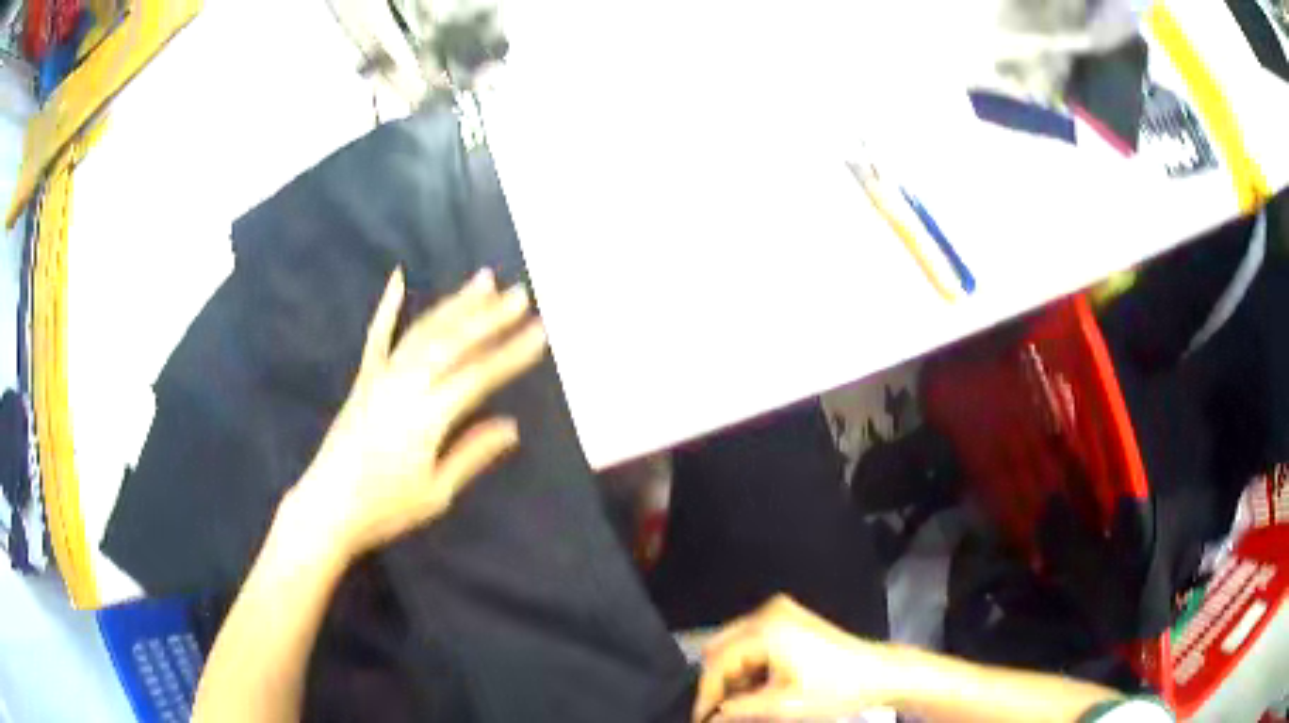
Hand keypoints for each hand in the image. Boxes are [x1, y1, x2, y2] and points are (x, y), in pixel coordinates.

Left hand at [290, 267, 547, 562]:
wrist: (327, 506)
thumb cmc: (384, 509)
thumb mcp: (436, 492)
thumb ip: (472, 453)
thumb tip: (512, 426)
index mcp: (427, 416)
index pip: (478, 376)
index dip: (511, 353)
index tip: (540, 331)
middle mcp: (405, 386)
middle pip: (453, 342)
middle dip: (489, 316)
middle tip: (520, 293)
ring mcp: (381, 378)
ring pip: (424, 331)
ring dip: (455, 304)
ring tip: (483, 280)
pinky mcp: (363, 379)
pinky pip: (377, 336)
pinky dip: (388, 306)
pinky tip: (399, 279)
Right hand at [694, 595, 905, 721]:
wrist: (879, 673)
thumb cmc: (836, 688)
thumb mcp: (783, 705)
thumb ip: (739, 710)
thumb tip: (709, 718)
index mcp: (767, 630)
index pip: (718, 661)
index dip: (706, 693)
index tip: (702, 718)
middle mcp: (769, 612)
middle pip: (721, 647)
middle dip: (718, 681)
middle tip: (722, 711)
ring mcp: (781, 611)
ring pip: (735, 644)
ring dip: (733, 673)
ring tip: (743, 702)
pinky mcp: (790, 617)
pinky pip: (752, 639)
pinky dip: (749, 663)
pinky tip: (759, 685)